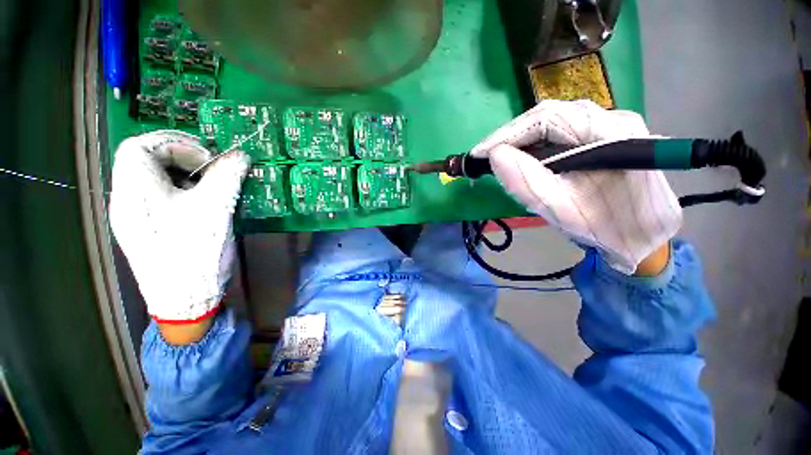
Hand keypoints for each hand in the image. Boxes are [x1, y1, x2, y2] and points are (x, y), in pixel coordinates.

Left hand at [110, 130, 249, 322]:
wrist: (185, 299)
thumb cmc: (195, 251)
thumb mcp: (216, 209)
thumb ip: (227, 176)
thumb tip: (239, 156)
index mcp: (135, 191)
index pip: (139, 146)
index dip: (174, 144)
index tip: (206, 160)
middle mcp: (126, 200)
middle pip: (143, 161)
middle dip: (180, 159)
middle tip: (211, 172)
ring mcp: (133, 216)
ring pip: (151, 179)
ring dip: (181, 176)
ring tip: (209, 189)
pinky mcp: (144, 229)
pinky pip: (157, 197)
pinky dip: (179, 192)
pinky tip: (199, 205)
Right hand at [471, 100, 681, 273]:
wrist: (641, 238)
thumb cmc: (605, 228)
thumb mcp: (561, 210)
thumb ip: (526, 183)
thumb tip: (494, 156)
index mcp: (612, 134)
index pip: (549, 118)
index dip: (507, 134)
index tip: (478, 153)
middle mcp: (614, 119)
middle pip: (550, 115)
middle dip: (510, 136)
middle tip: (484, 156)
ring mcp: (610, 125)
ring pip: (553, 121)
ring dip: (520, 139)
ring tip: (497, 157)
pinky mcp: (603, 135)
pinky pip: (560, 131)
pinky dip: (534, 143)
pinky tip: (521, 157)